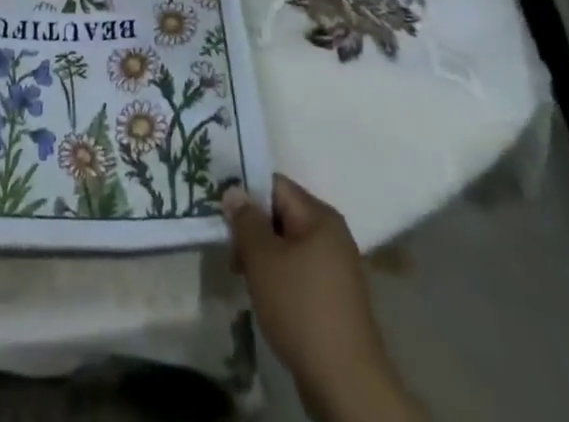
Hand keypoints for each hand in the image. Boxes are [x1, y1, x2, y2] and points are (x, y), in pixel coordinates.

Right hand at [223, 175, 421, 421]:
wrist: (346, 384)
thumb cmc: (301, 309)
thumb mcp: (263, 259)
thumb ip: (245, 220)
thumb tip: (234, 191)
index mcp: (319, 216)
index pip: (275, 185)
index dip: (246, 194)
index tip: (222, 214)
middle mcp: (332, 235)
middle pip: (281, 215)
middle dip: (253, 231)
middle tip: (232, 254)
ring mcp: (336, 268)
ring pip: (288, 246)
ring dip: (263, 257)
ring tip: (245, 279)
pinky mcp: (334, 298)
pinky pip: (299, 272)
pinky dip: (279, 279)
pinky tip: (266, 299)